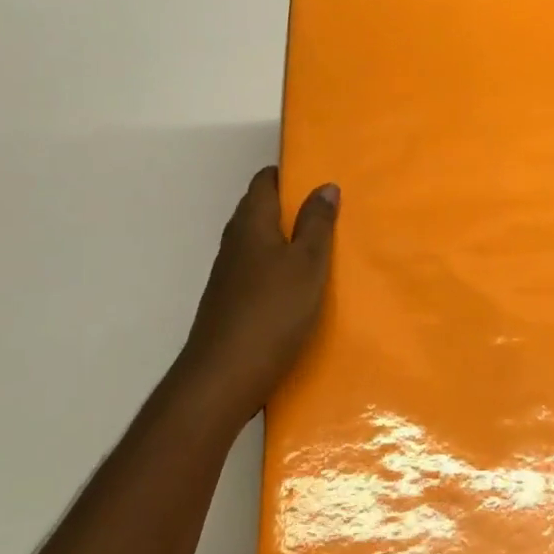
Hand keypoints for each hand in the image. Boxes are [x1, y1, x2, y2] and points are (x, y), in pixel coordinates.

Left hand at [172, 167, 339, 426]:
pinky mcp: (229, 302)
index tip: (320, 178)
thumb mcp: (307, 264)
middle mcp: (235, 242)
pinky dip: (278, 267)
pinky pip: (257, 269)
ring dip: (286, 239)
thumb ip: (317, 223)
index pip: (264, 181)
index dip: (290, 174)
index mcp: (252, 223)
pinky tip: (300, 286)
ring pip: (259, 241)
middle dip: (291, 206)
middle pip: (260, 209)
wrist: (222, 379)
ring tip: (323, 247)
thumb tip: (325, 185)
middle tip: (330, 211)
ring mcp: (228, 274)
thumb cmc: (272, 312)